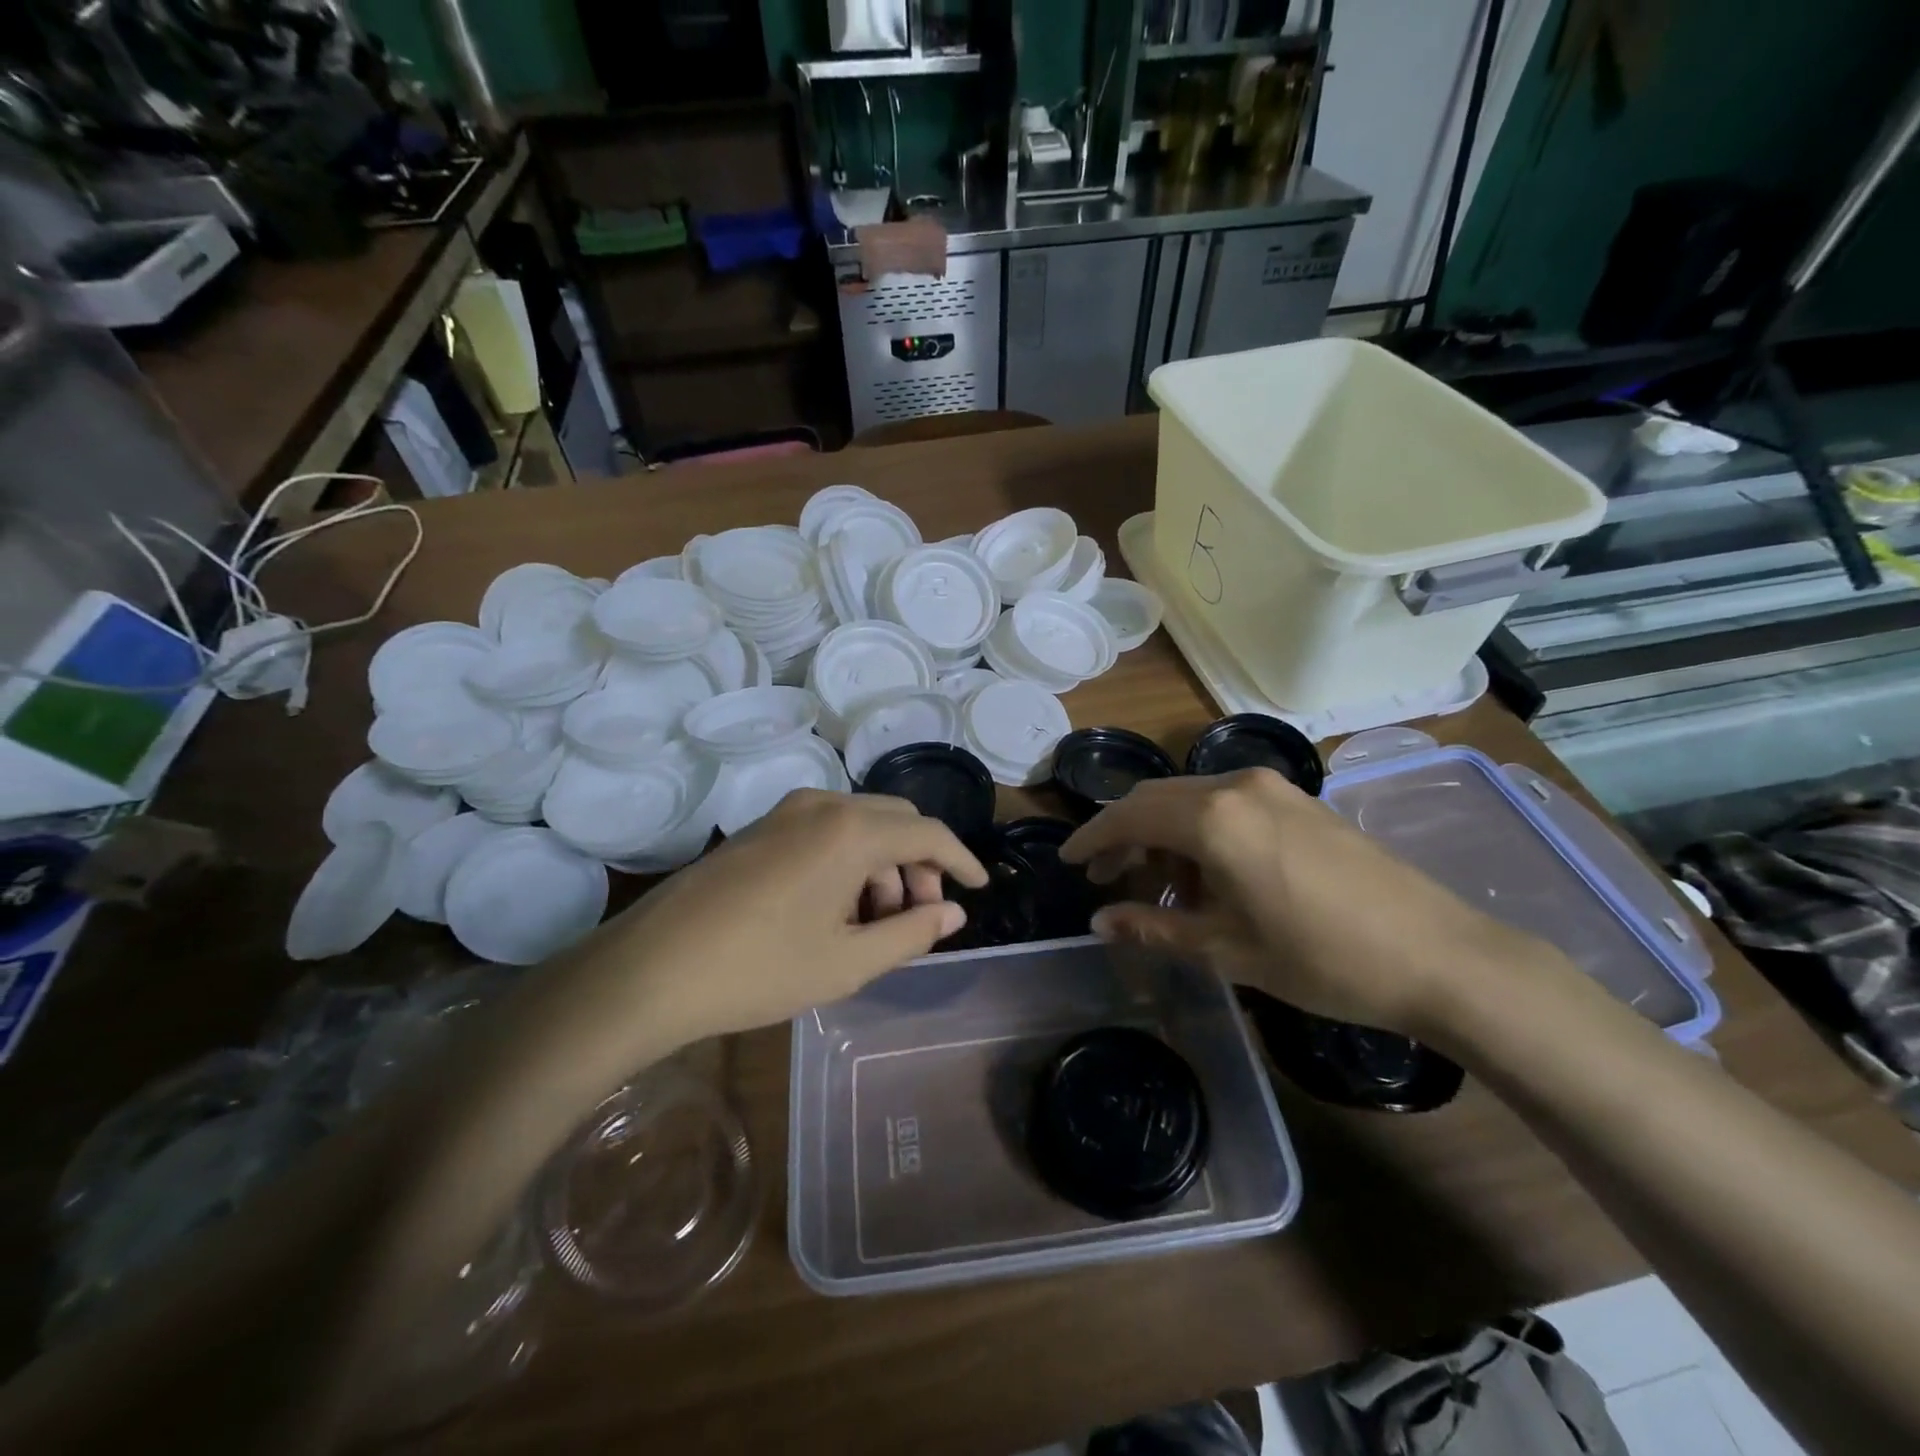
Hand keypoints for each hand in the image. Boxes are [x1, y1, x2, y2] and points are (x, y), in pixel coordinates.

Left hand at [605, 790, 986, 1041]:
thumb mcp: (848, 962)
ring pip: (861, 824)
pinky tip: (837, 910)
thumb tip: (953, 913)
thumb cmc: (759, 970)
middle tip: (917, 919)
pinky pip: (827, 830)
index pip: (928, 834)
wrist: (650, 969)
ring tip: (873, 925)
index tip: (980, 889)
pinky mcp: (760, 827)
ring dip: (884, 865)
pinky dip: (850, 860)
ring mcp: (786, 811)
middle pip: (897, 821)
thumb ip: (912, 933)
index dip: (961, 860)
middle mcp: (823, 804)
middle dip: (920, 865)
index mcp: (851, 831)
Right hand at [1060, 768, 1561, 1039]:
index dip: (1091, 839)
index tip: (1066, 860)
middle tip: (1103, 878)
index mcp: (1212, 818)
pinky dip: (1199, 832)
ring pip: (1191, 800)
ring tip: (1155, 886)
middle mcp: (1237, 787)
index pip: (1128, 816)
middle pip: (1156, 799)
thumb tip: (1099, 921)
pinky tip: (1206, 875)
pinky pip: (1227, 805)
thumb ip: (1154, 927)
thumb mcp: (1227, 948)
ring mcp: (1273, 789)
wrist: (1441, 956)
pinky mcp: (1300, 801)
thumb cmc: (1322, 959)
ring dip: (1162, 834)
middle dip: (1123, 835)